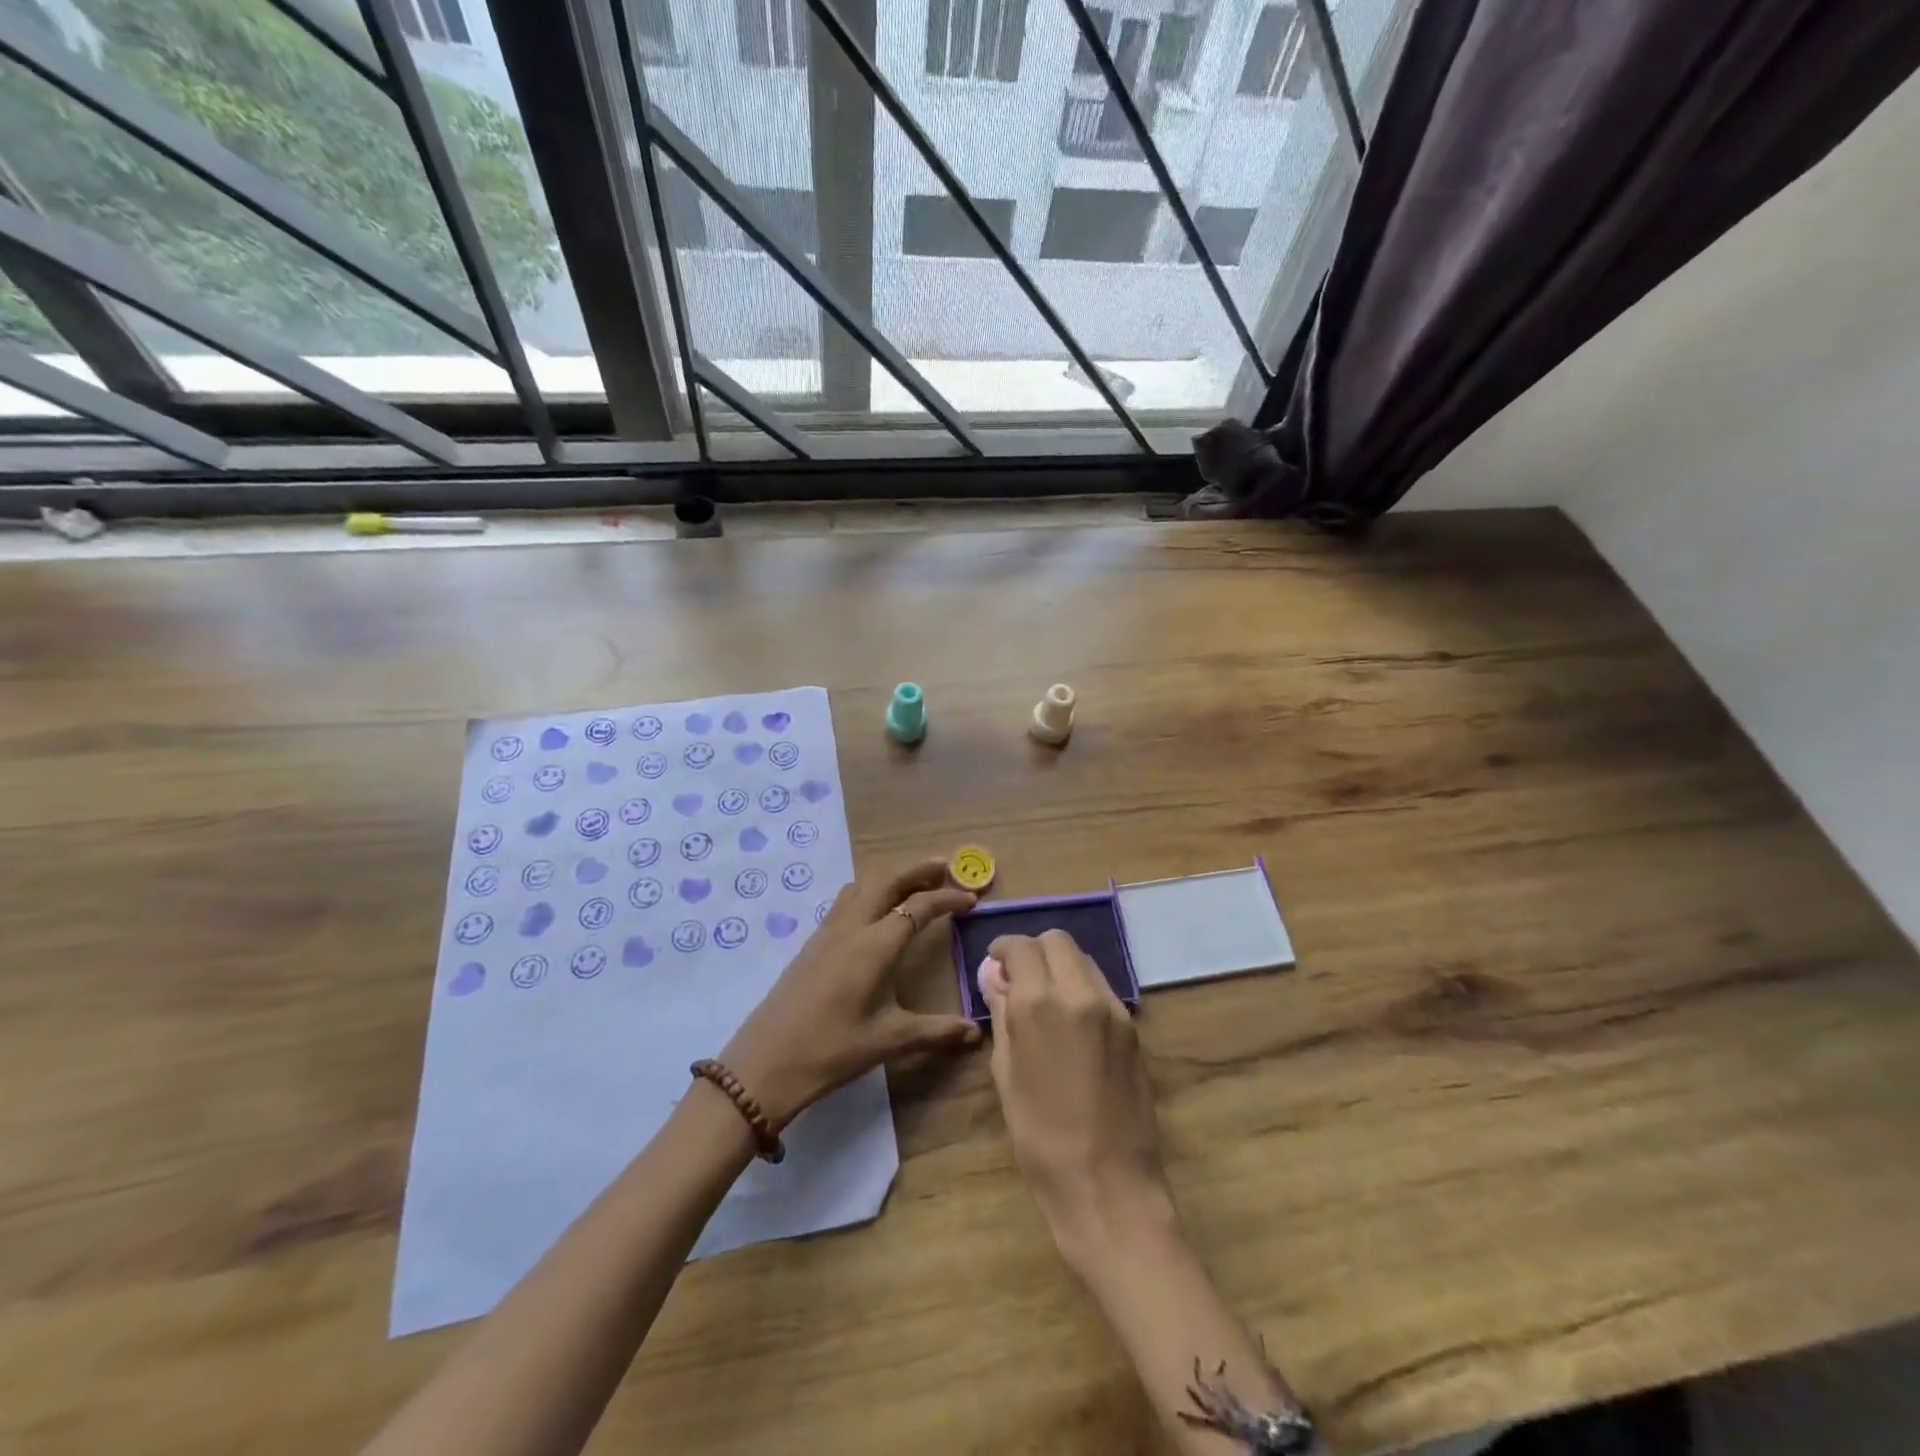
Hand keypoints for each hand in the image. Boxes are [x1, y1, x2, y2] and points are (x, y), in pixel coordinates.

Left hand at [719, 858, 979, 1130]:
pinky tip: (875, 909)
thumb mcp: (889, 1041)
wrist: (765, 1062)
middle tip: (945, 867)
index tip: (971, 899)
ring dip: (891, 876)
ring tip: (914, 881)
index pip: (919, 907)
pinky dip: (869, 890)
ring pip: (863, 885)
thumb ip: (936, 1031)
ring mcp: (828, 931)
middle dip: (918, 870)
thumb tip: (976, 1032)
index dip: (948, 899)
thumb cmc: (832, 1050)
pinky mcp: (813, 942)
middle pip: (887, 881)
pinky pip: (846, 899)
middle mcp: (852, 927)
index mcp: (876, 945)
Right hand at [981, 931, 1175, 1268]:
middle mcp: (1079, 993)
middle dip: (1034, 951)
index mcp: (1039, 1004)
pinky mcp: (1132, 1027)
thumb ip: (1002, 1015)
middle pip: (1058, 941)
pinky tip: (1072, 1024)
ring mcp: (1112, 1008)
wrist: (1108, 1186)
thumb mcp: (1006, 1075)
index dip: (1004, 949)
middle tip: (1019, 980)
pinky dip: (1081, 988)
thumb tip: (995, 978)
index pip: (1021, 946)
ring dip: (1060, 967)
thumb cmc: (1041, 1138)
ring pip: (1083, 960)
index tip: (996, 964)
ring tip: (1046, 1002)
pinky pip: (1101, 988)